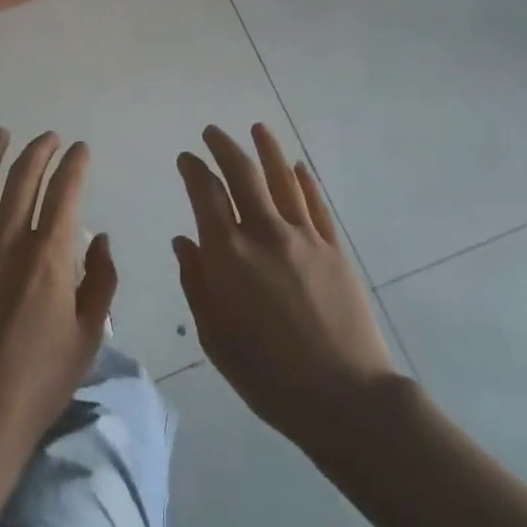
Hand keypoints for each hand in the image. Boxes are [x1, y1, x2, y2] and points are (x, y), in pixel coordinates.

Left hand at [0, 129, 116, 456]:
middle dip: (40, 150)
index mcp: (49, 255)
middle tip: (49, 138)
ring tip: (3, 134)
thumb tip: (100, 238)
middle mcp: (9, 240)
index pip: (65, 191)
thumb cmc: (39, 380)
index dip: (75, 164)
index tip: (80, 149)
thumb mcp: (88, 336)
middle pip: (24, 178)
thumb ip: (101, 280)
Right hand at [174, 124, 397, 450]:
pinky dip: (304, 181)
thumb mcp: (215, 335)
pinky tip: (297, 168)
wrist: (343, 396)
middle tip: (212, 132)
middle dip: (224, 147)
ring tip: (257, 129)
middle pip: (242, 174)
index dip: (193, 170)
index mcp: (228, 254)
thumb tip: (184, 241)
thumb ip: (196, 282)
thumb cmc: (267, 374)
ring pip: (282, 179)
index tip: (186, 158)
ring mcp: (303, 237)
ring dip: (268, 150)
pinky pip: (316, 204)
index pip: (205, 194)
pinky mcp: (334, 248)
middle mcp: (264, 233)